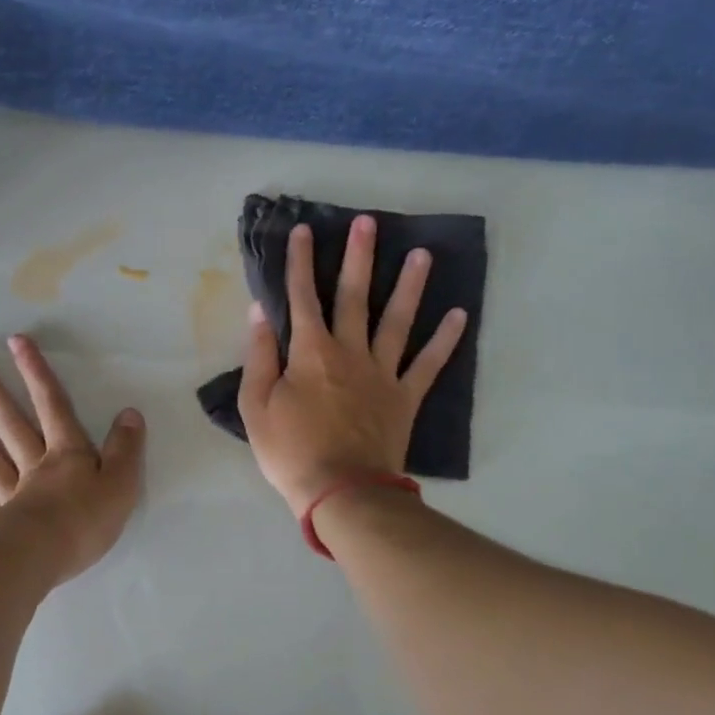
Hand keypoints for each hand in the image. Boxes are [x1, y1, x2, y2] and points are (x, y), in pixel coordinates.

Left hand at [0, 334, 145, 583]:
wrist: (44, 559)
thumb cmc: (86, 522)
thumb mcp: (122, 483)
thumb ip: (125, 449)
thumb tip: (130, 413)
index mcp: (67, 455)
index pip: (53, 406)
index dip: (37, 373)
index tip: (15, 342)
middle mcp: (33, 466)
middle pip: (10, 421)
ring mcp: (8, 494)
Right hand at [238, 216, 466, 513]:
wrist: (341, 492)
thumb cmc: (290, 451)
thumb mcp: (256, 405)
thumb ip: (260, 356)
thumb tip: (260, 312)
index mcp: (310, 352)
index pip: (302, 297)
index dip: (299, 262)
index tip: (302, 230)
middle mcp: (349, 352)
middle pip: (354, 296)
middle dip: (358, 257)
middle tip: (367, 222)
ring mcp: (382, 373)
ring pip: (397, 320)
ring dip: (409, 285)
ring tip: (422, 253)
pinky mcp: (405, 397)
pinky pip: (428, 364)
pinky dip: (445, 340)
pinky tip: (459, 315)